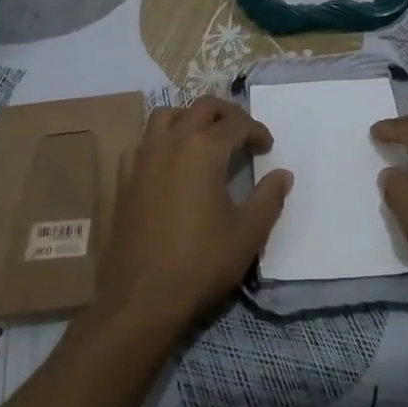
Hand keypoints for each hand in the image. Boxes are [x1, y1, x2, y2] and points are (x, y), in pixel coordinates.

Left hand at [97, 98, 288, 333]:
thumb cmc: (201, 263)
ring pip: (166, 115)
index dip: (257, 131)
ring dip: (189, 117)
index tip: (267, 148)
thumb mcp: (248, 234)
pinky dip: (159, 141)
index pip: (237, 123)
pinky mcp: (124, 178)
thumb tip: (282, 174)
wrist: (141, 298)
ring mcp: (143, 157)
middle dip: (227, 114)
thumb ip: (269, 198)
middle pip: (202, 108)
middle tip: (242, 133)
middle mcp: (173, 141)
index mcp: (205, 149)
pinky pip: (142, 143)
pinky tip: (168, 162)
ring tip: (204, 137)